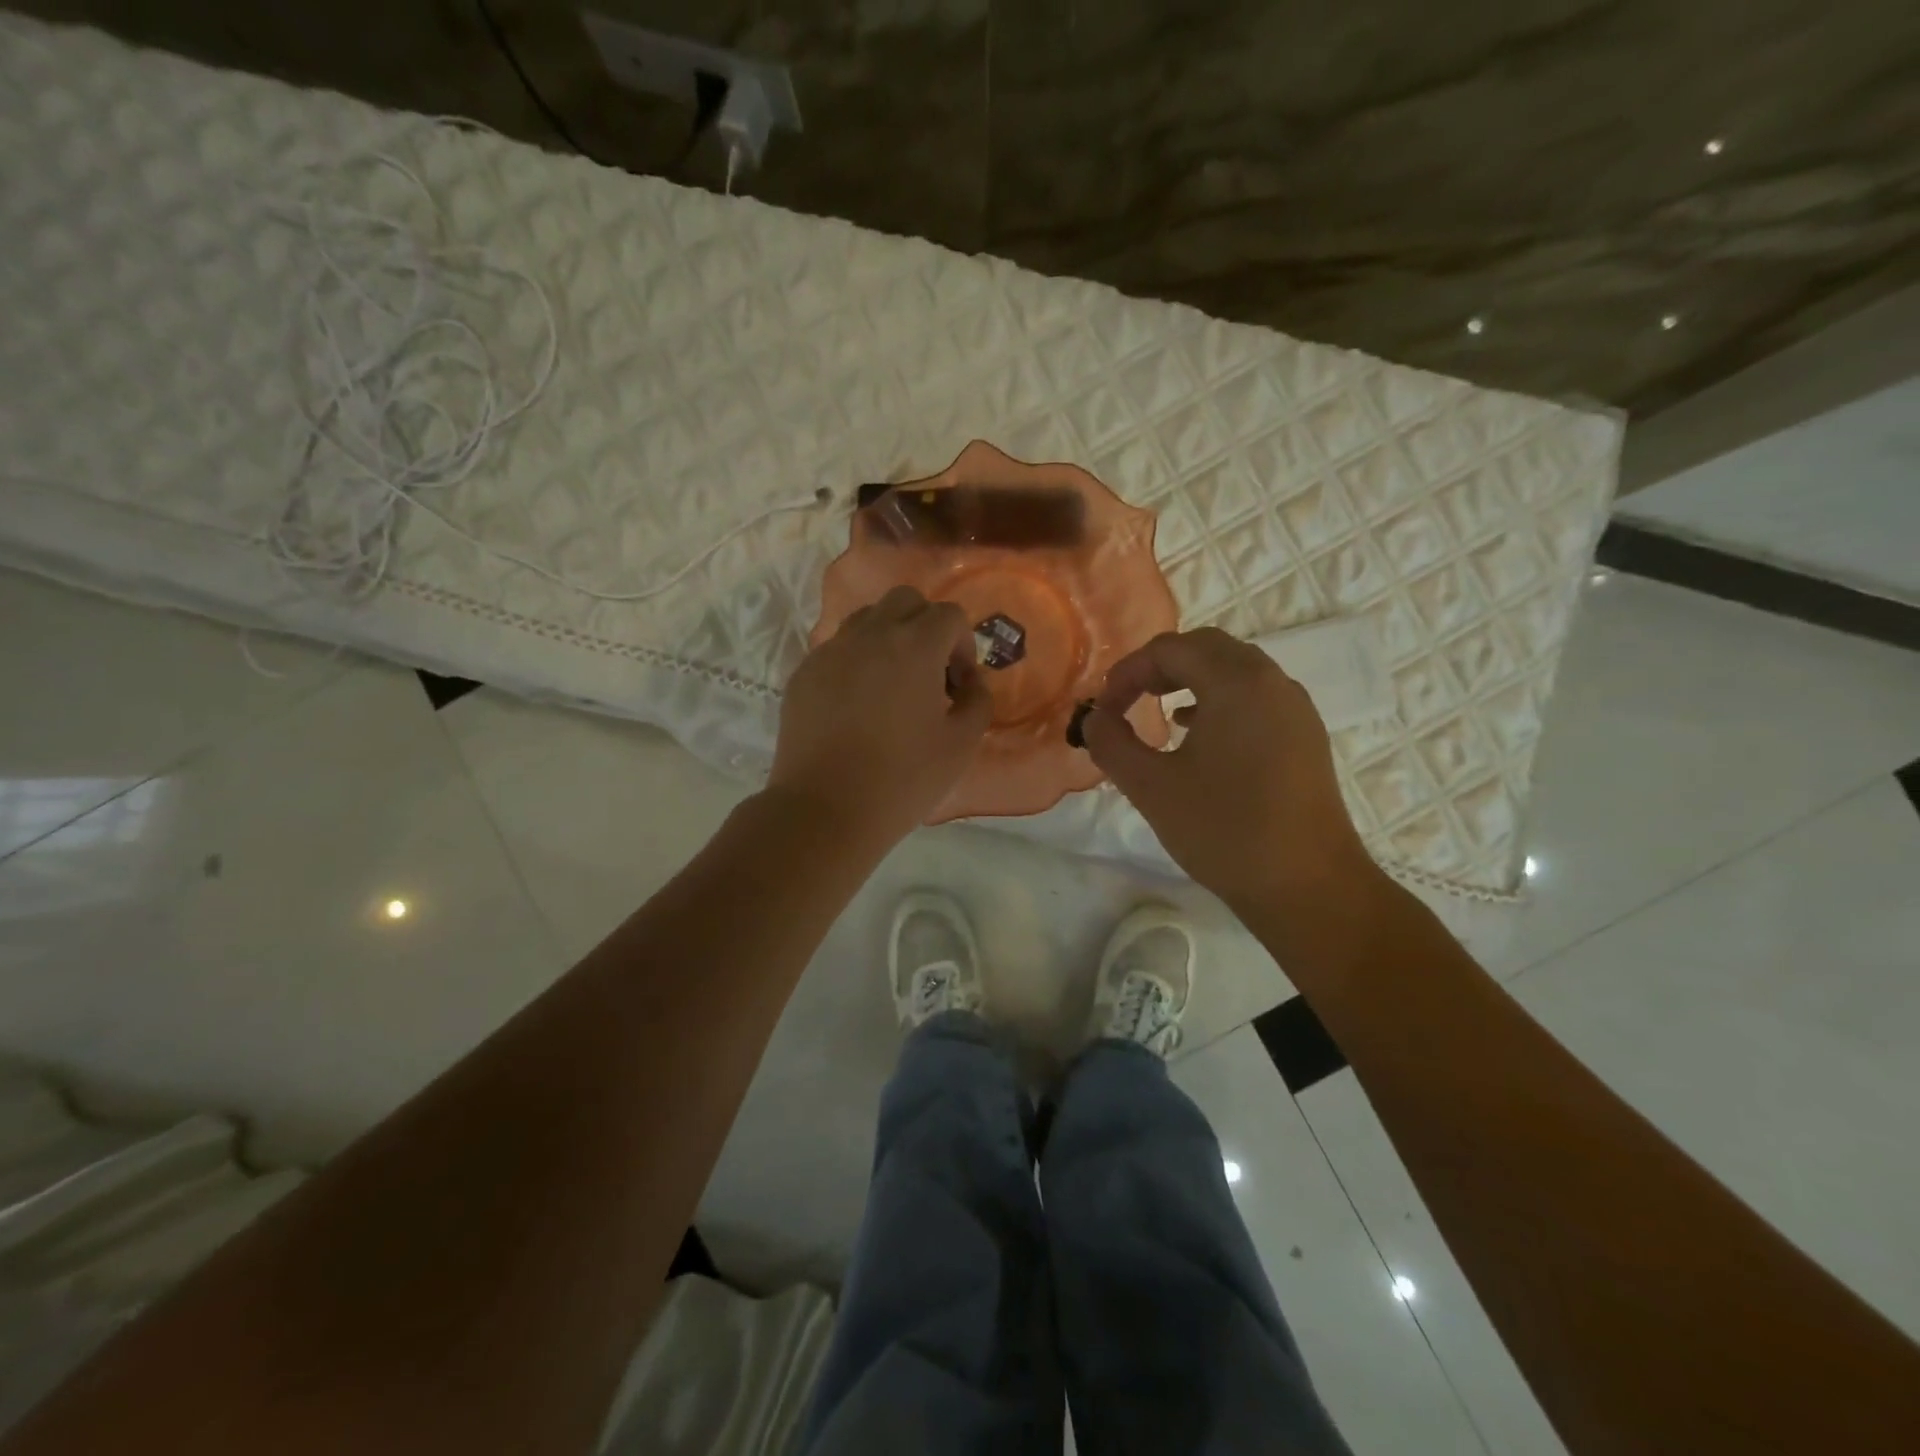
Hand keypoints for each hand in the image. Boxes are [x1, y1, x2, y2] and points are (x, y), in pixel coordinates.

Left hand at [770, 586, 991, 850]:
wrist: (824, 809)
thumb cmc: (902, 779)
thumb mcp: (961, 745)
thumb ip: (978, 702)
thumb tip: (970, 682)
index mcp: (914, 646)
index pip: (949, 615)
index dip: (963, 645)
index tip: (958, 685)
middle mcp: (870, 635)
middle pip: (906, 601)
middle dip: (926, 627)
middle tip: (930, 673)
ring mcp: (830, 651)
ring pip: (867, 619)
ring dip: (889, 638)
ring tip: (892, 685)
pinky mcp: (803, 673)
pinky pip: (838, 648)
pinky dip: (857, 660)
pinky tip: (857, 705)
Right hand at [1081, 627, 1376, 911]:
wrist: (1308, 887)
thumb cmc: (1224, 831)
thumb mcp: (1151, 787)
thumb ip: (1112, 743)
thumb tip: (1094, 718)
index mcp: (1236, 683)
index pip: (1169, 650)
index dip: (1127, 672)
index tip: (1103, 709)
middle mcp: (1271, 681)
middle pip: (1206, 648)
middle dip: (1159, 667)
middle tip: (1127, 700)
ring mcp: (1295, 708)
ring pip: (1234, 669)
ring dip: (1190, 680)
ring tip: (1158, 712)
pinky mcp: (1305, 735)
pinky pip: (1255, 696)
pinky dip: (1219, 700)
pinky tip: (1197, 734)